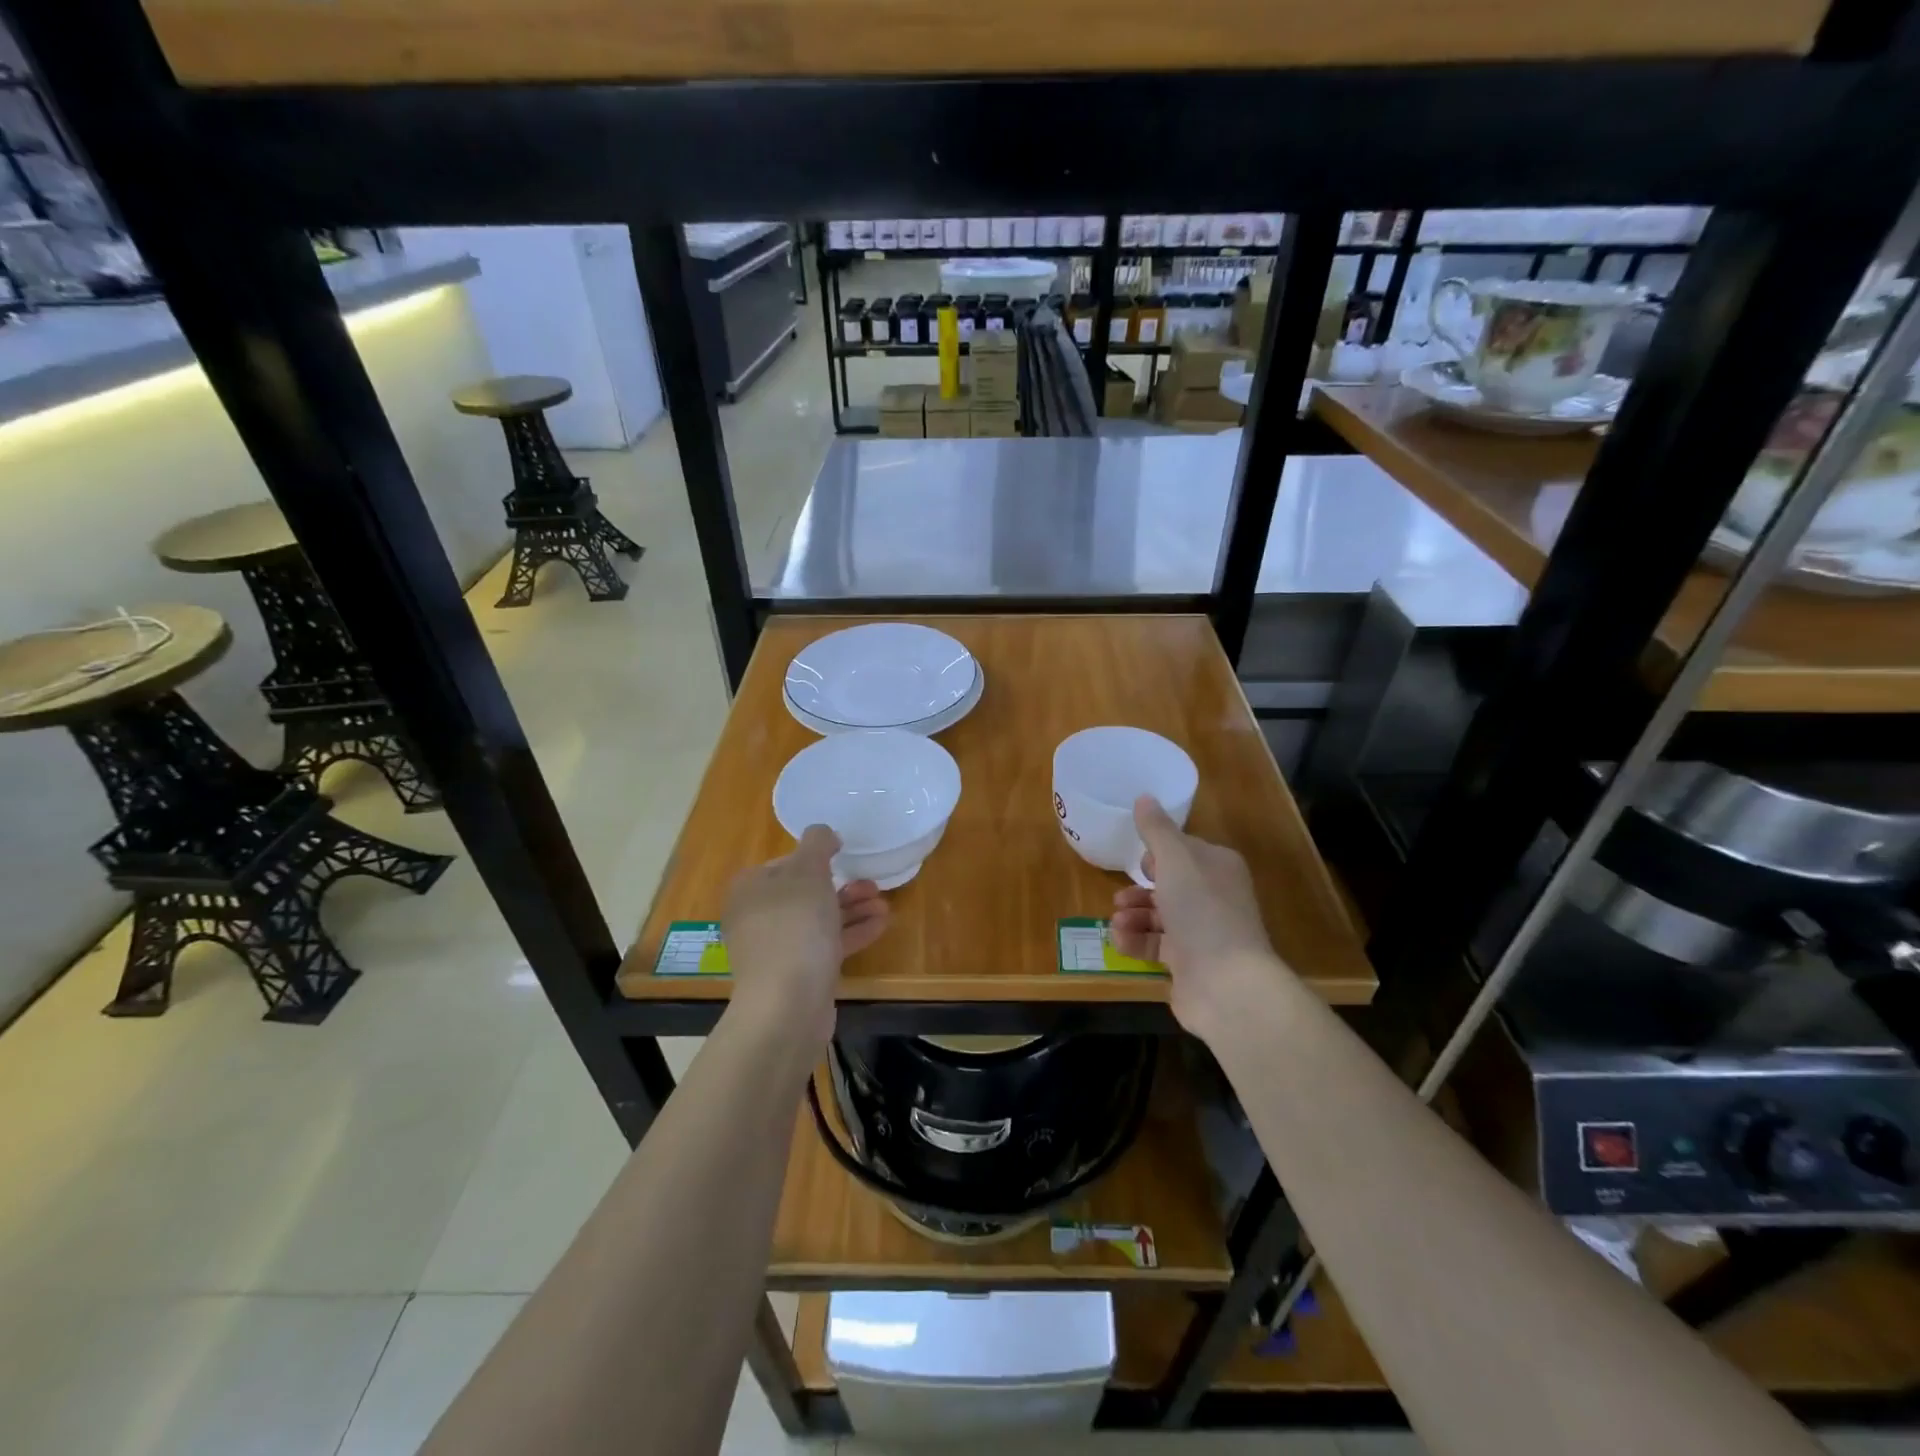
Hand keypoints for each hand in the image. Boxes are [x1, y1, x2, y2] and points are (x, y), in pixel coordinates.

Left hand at [723, 825, 888, 1042]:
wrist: (788, 1003)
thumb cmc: (795, 925)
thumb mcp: (808, 871)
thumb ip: (817, 843)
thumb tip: (823, 833)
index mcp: (750, 888)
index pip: (784, 863)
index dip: (816, 859)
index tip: (844, 858)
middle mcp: (757, 917)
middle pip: (805, 893)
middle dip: (842, 887)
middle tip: (872, 884)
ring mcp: (776, 949)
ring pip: (819, 920)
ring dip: (852, 910)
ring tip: (884, 905)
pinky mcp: (796, 974)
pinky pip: (826, 945)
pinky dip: (852, 933)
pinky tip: (881, 925)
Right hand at [1110, 796, 1288, 1044]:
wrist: (1226, 984)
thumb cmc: (1202, 911)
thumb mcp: (1175, 860)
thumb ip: (1157, 830)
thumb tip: (1144, 797)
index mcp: (1218, 867)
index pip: (1185, 852)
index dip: (1158, 854)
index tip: (1138, 860)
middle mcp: (1215, 897)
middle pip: (1169, 885)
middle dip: (1139, 889)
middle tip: (1119, 897)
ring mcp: (1204, 933)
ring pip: (1160, 916)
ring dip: (1133, 915)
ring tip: (1116, 921)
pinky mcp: (1190, 964)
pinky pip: (1156, 945)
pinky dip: (1136, 941)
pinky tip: (1119, 940)